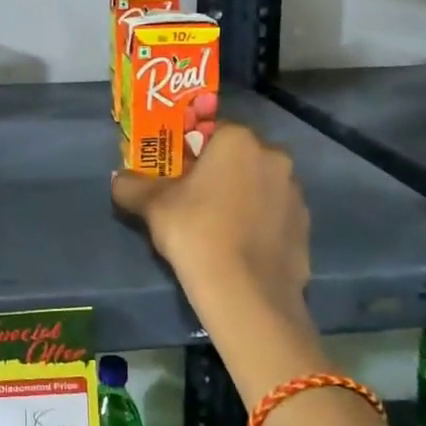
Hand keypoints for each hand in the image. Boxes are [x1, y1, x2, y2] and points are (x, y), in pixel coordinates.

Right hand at [111, 123, 311, 332]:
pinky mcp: (306, 227)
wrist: (246, 294)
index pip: (210, 131)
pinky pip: (275, 215)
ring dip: (242, 196)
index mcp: (238, 140)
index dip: (190, 151)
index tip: (177, 174)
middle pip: (239, 157)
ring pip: (260, 185)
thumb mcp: (152, 206)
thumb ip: (132, 185)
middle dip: (219, 172)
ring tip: (219, 227)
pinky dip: (260, 223)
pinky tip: (240, 247)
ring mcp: (295, 192)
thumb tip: (119, 179)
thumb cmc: (196, 232)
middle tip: (194, 199)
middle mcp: (274, 156)